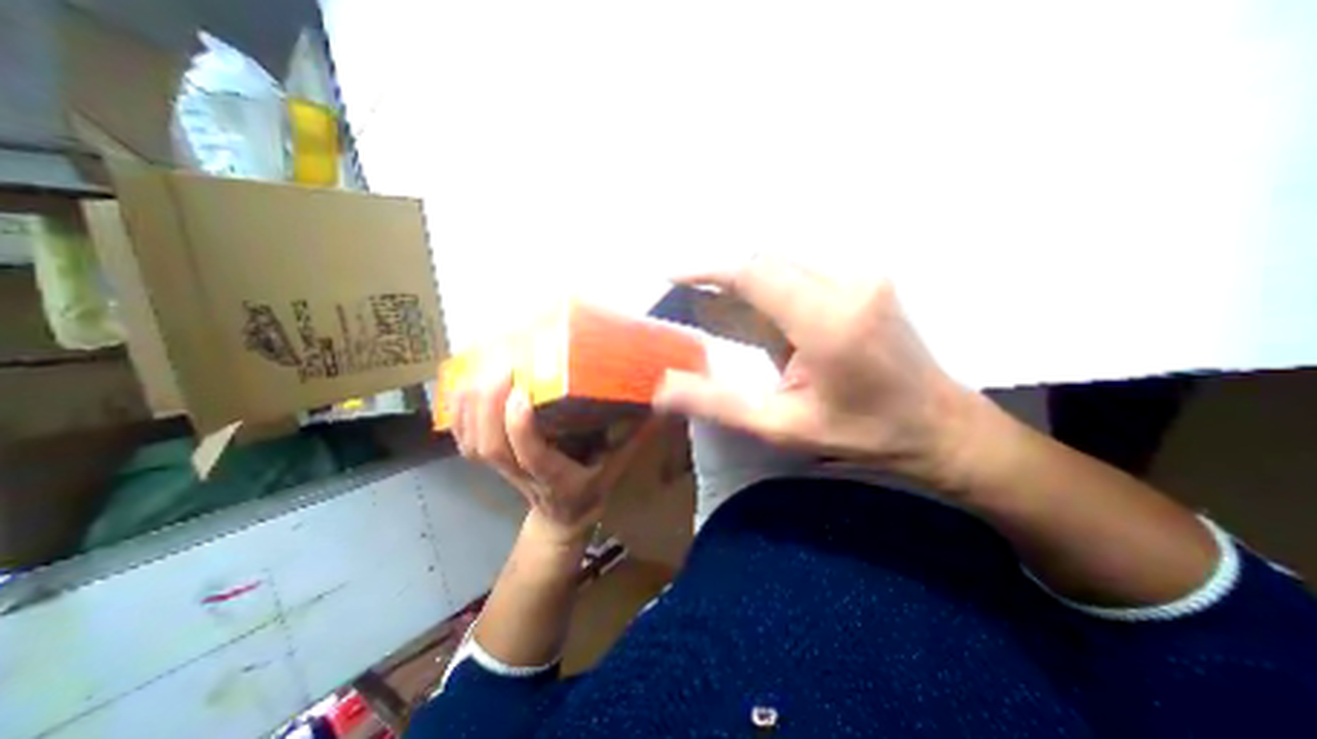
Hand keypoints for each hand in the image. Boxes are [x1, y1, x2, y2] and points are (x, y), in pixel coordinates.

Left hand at [457, 373, 654, 544]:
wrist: (561, 519)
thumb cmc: (590, 492)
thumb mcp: (618, 467)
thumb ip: (635, 438)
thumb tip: (660, 406)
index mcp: (557, 478)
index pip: (531, 457)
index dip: (521, 428)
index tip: (523, 391)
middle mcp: (523, 475)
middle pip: (490, 446)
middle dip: (489, 404)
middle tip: (502, 363)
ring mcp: (501, 470)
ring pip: (472, 442)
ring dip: (471, 403)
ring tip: (483, 364)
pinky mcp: (490, 462)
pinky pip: (464, 438)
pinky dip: (459, 410)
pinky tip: (467, 381)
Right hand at [651, 256, 982, 488]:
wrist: (940, 423)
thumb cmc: (862, 433)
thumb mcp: (783, 427)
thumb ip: (719, 404)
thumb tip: (662, 388)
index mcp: (829, 322)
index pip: (755, 273)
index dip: (708, 268)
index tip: (673, 274)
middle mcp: (849, 283)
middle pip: (767, 260)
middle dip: (724, 275)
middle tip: (694, 299)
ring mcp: (863, 275)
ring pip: (783, 261)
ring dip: (747, 280)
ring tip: (724, 308)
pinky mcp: (866, 277)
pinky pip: (803, 268)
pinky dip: (772, 283)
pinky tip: (766, 313)